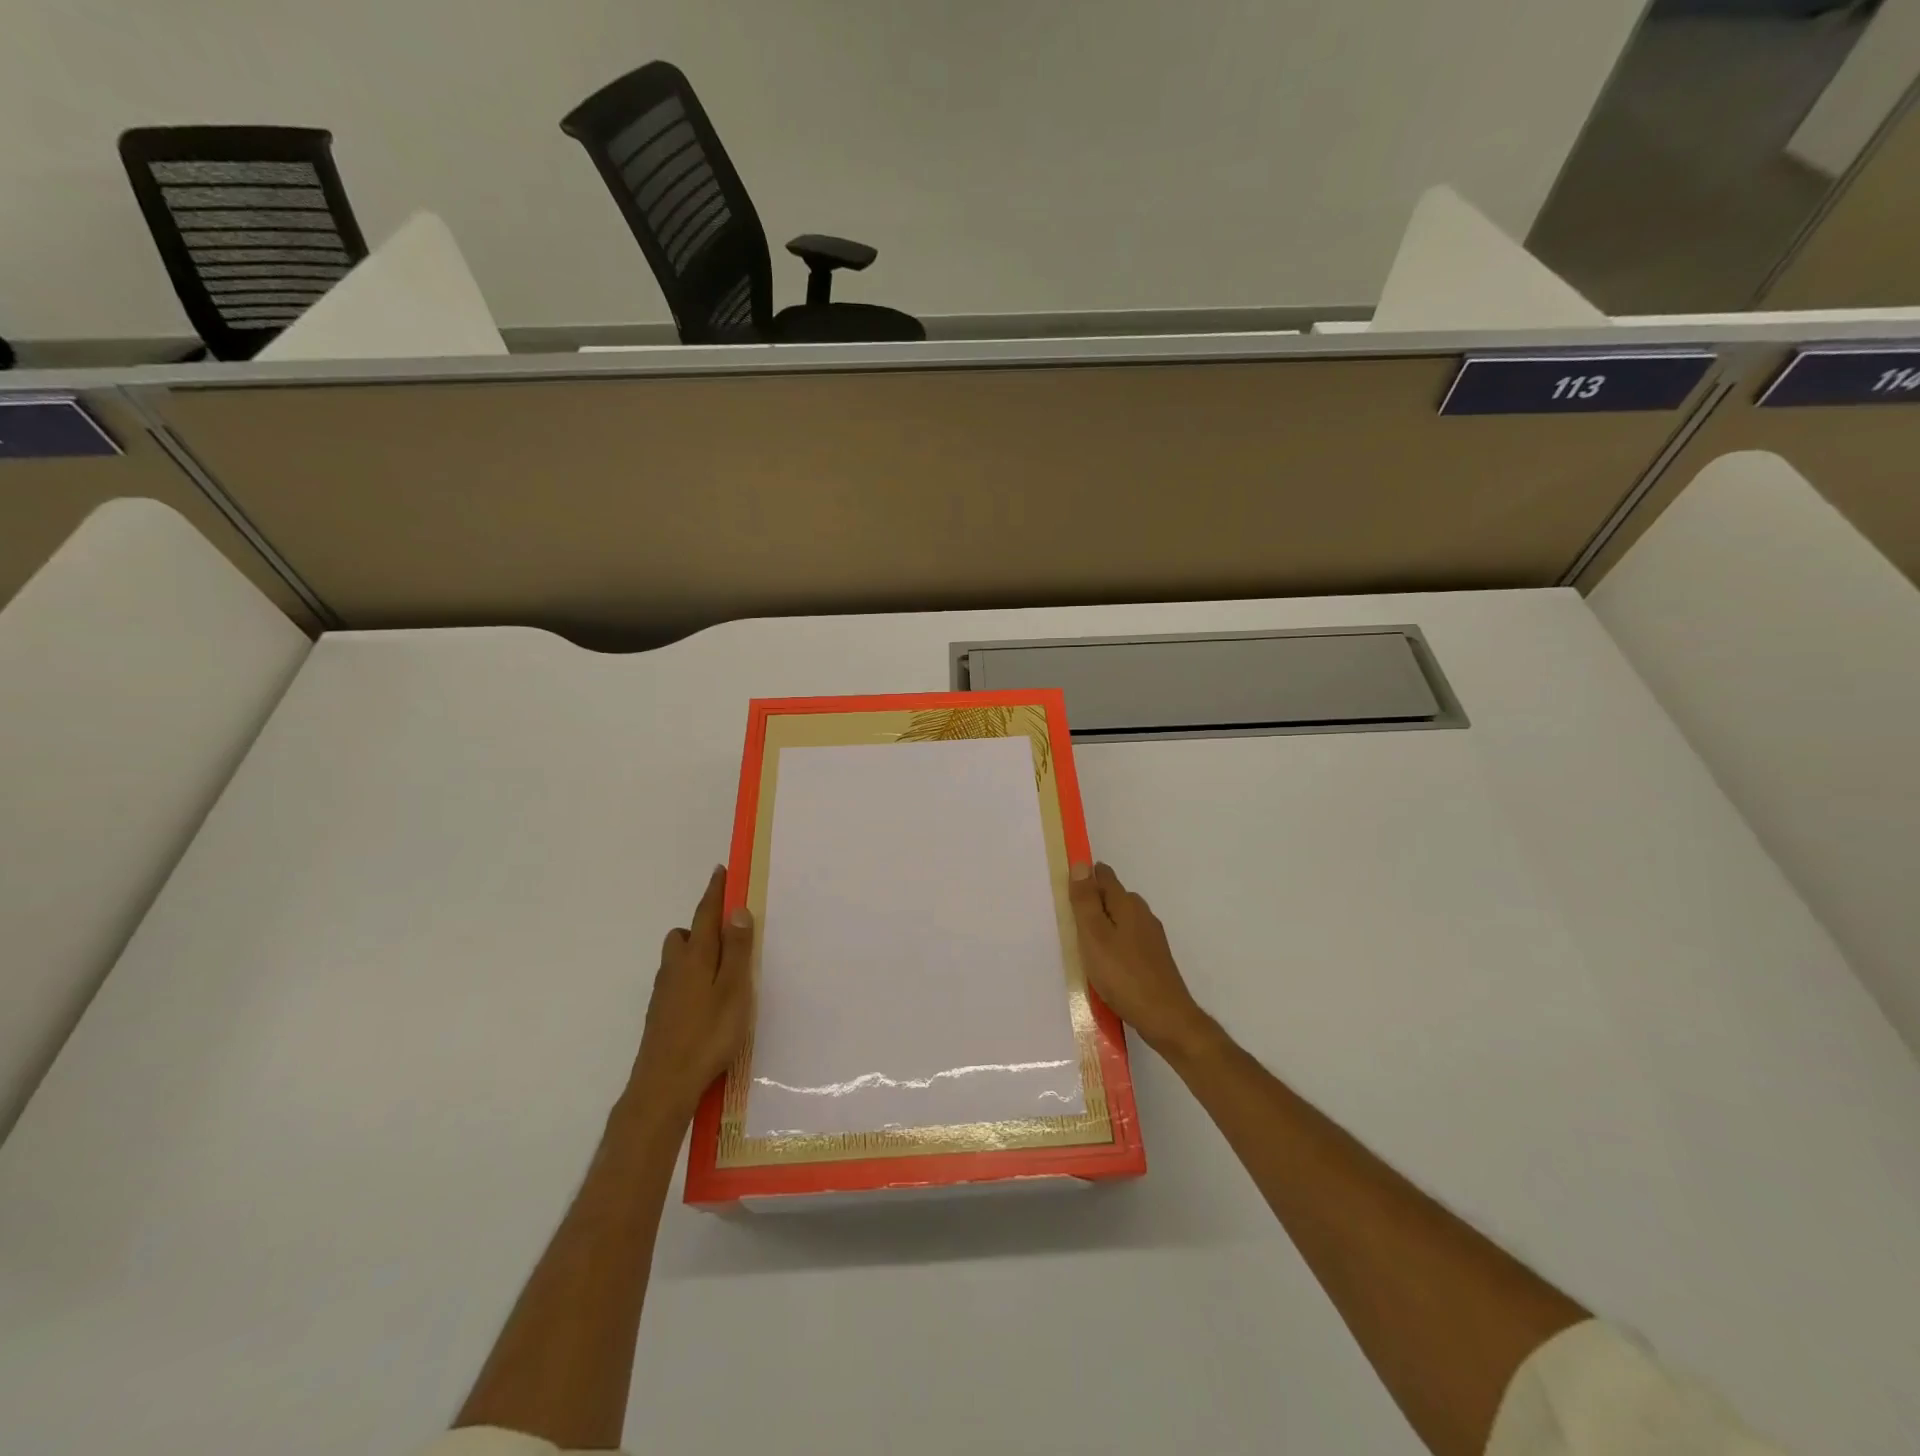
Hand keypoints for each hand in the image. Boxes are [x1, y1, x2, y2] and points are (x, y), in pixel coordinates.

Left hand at [627, 866, 754, 1124]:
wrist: (663, 1085)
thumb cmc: (708, 1034)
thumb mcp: (733, 990)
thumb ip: (736, 950)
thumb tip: (737, 910)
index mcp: (696, 956)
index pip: (706, 914)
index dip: (715, 892)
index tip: (721, 871)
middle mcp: (675, 967)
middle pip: (686, 934)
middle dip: (703, 925)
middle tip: (729, 932)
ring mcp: (664, 992)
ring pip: (678, 958)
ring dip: (696, 952)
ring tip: (722, 968)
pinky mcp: (660, 1014)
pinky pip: (676, 980)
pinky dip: (691, 976)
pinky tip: (706, 999)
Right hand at [1069, 862, 1213, 1056]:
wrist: (1165, 1017)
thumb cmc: (1123, 974)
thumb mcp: (1094, 936)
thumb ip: (1086, 901)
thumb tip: (1081, 864)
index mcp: (1127, 904)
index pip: (1104, 876)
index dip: (1085, 877)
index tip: (1066, 889)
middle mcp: (1143, 915)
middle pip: (1114, 897)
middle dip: (1093, 901)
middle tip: (1069, 918)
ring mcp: (1152, 938)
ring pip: (1121, 920)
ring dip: (1103, 925)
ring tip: (1083, 943)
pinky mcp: (1154, 959)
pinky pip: (1128, 940)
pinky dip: (1114, 944)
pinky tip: (1105, 963)